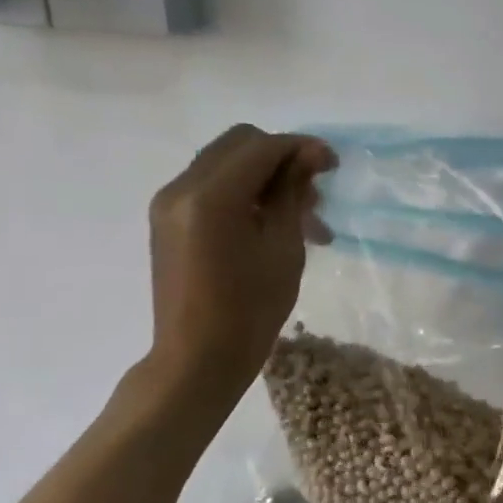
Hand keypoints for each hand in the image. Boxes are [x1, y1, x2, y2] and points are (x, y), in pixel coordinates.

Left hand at [145, 126, 335, 404]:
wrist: (198, 358)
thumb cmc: (251, 309)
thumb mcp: (284, 248)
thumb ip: (292, 194)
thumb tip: (307, 157)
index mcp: (211, 196)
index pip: (262, 147)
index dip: (301, 148)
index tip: (334, 165)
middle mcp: (181, 188)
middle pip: (238, 144)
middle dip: (281, 157)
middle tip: (314, 188)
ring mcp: (169, 203)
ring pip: (224, 163)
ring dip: (264, 176)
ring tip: (302, 215)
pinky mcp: (168, 220)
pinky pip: (210, 186)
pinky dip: (243, 191)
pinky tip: (271, 223)